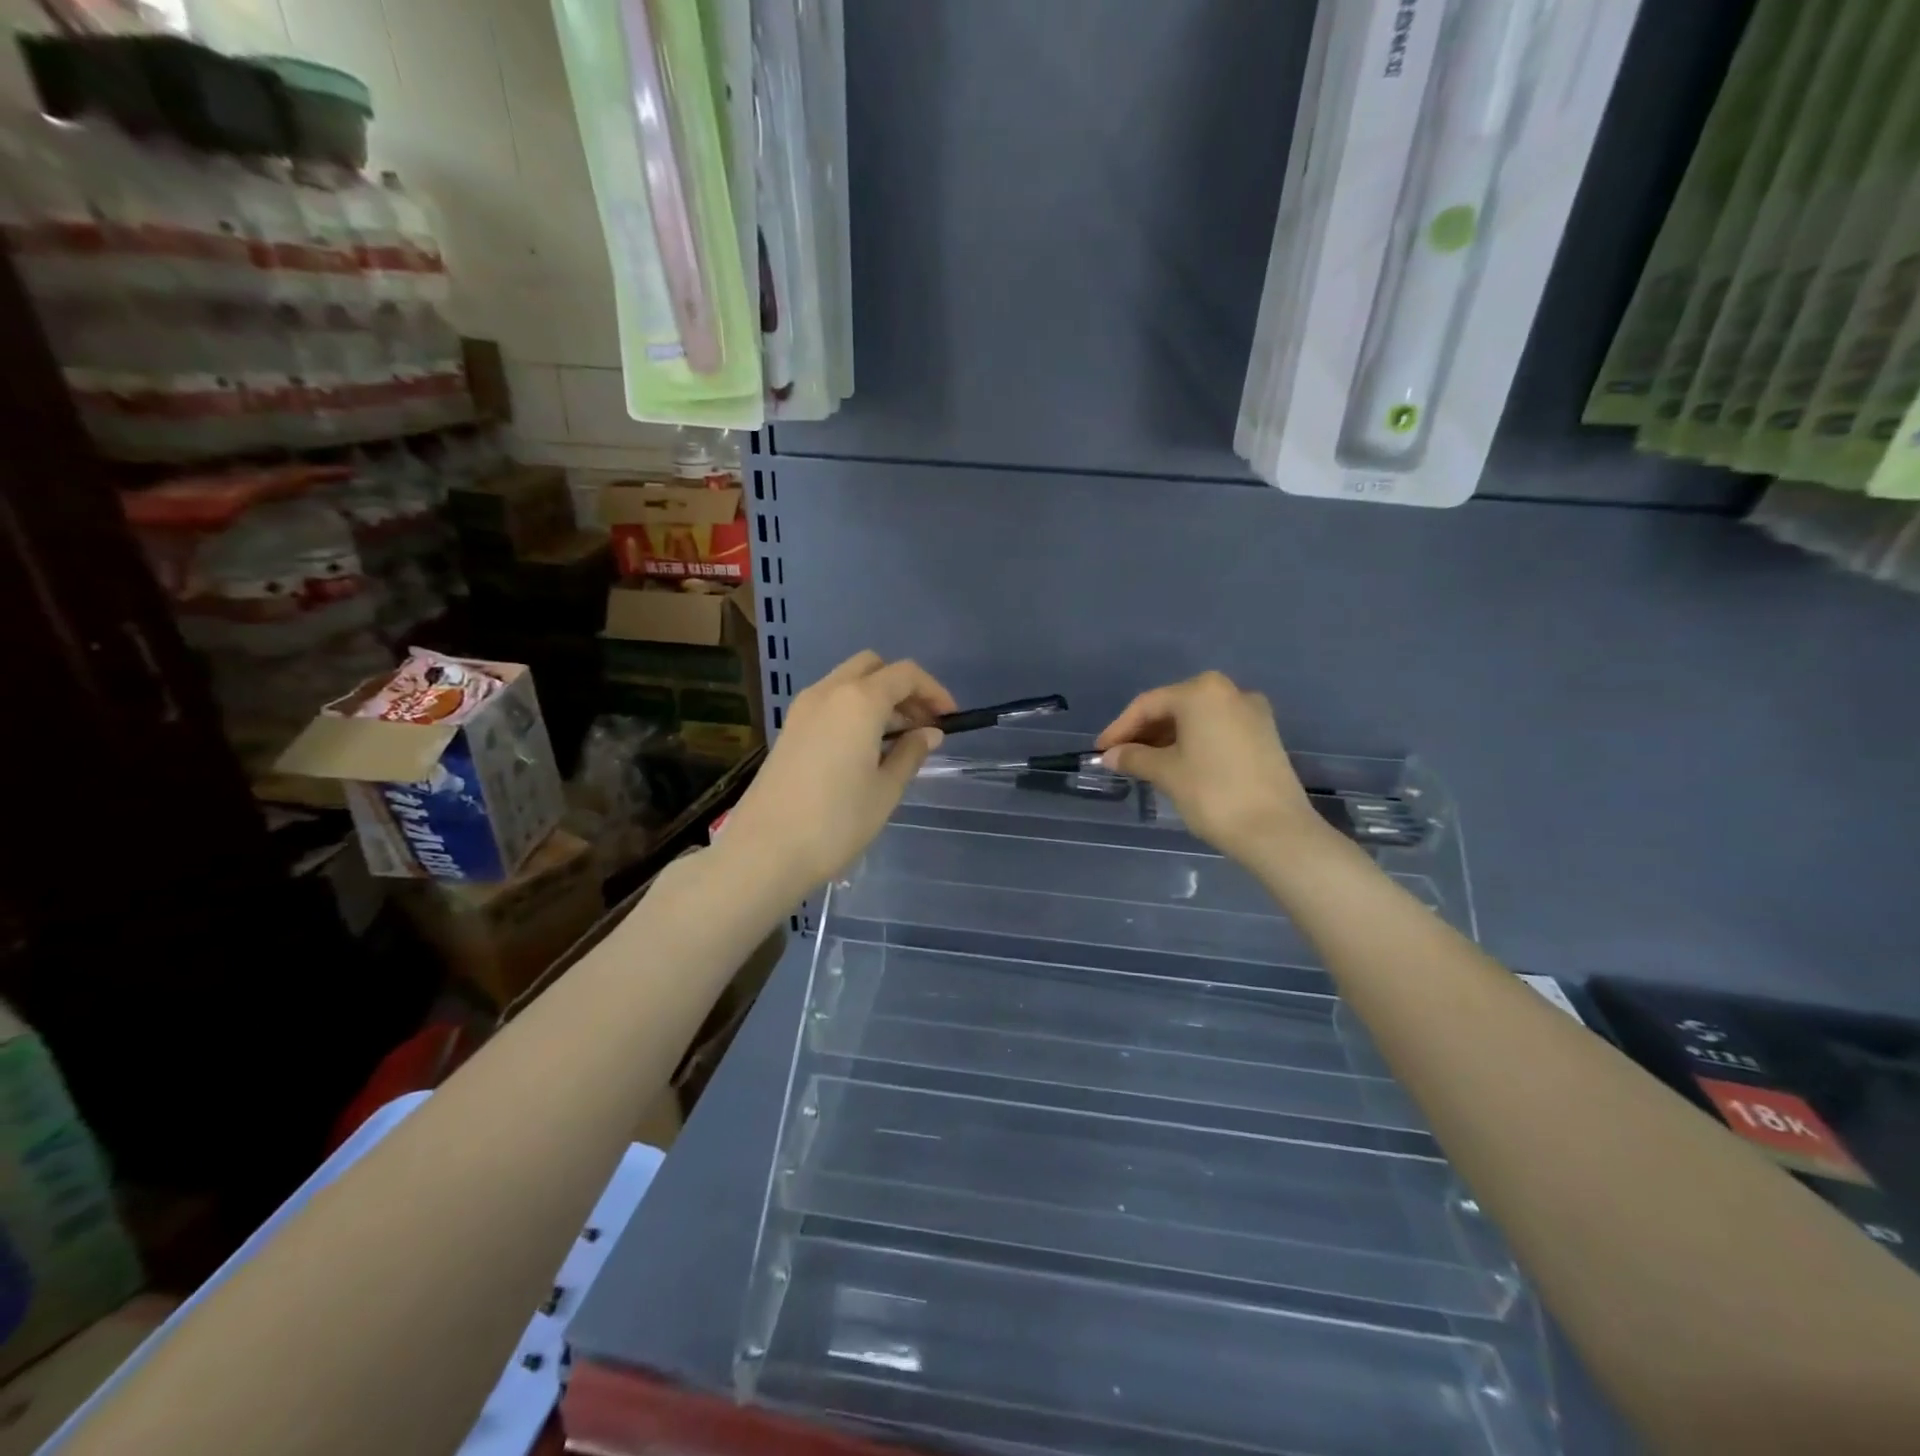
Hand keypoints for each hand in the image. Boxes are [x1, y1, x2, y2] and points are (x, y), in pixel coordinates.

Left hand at [723, 651, 955, 891]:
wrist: (765, 850)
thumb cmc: (836, 822)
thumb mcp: (886, 790)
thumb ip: (910, 753)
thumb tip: (929, 733)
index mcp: (859, 701)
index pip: (905, 674)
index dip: (934, 691)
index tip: (949, 719)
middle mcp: (829, 692)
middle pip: (873, 667)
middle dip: (902, 687)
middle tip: (921, 724)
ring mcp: (803, 708)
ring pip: (848, 681)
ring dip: (877, 697)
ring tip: (897, 740)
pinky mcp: (789, 728)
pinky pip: (829, 701)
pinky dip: (853, 709)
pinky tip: (864, 748)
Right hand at [1096, 671, 1325, 864]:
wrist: (1276, 831)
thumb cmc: (1213, 793)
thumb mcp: (1166, 773)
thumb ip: (1134, 757)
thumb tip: (1110, 755)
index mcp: (1202, 692)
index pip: (1148, 705)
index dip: (1119, 728)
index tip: (1101, 752)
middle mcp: (1230, 691)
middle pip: (1174, 707)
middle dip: (1144, 732)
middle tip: (1121, 757)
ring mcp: (1252, 712)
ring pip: (1197, 719)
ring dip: (1167, 738)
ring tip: (1144, 764)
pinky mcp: (1265, 735)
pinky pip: (1217, 730)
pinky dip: (1193, 743)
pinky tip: (1177, 764)